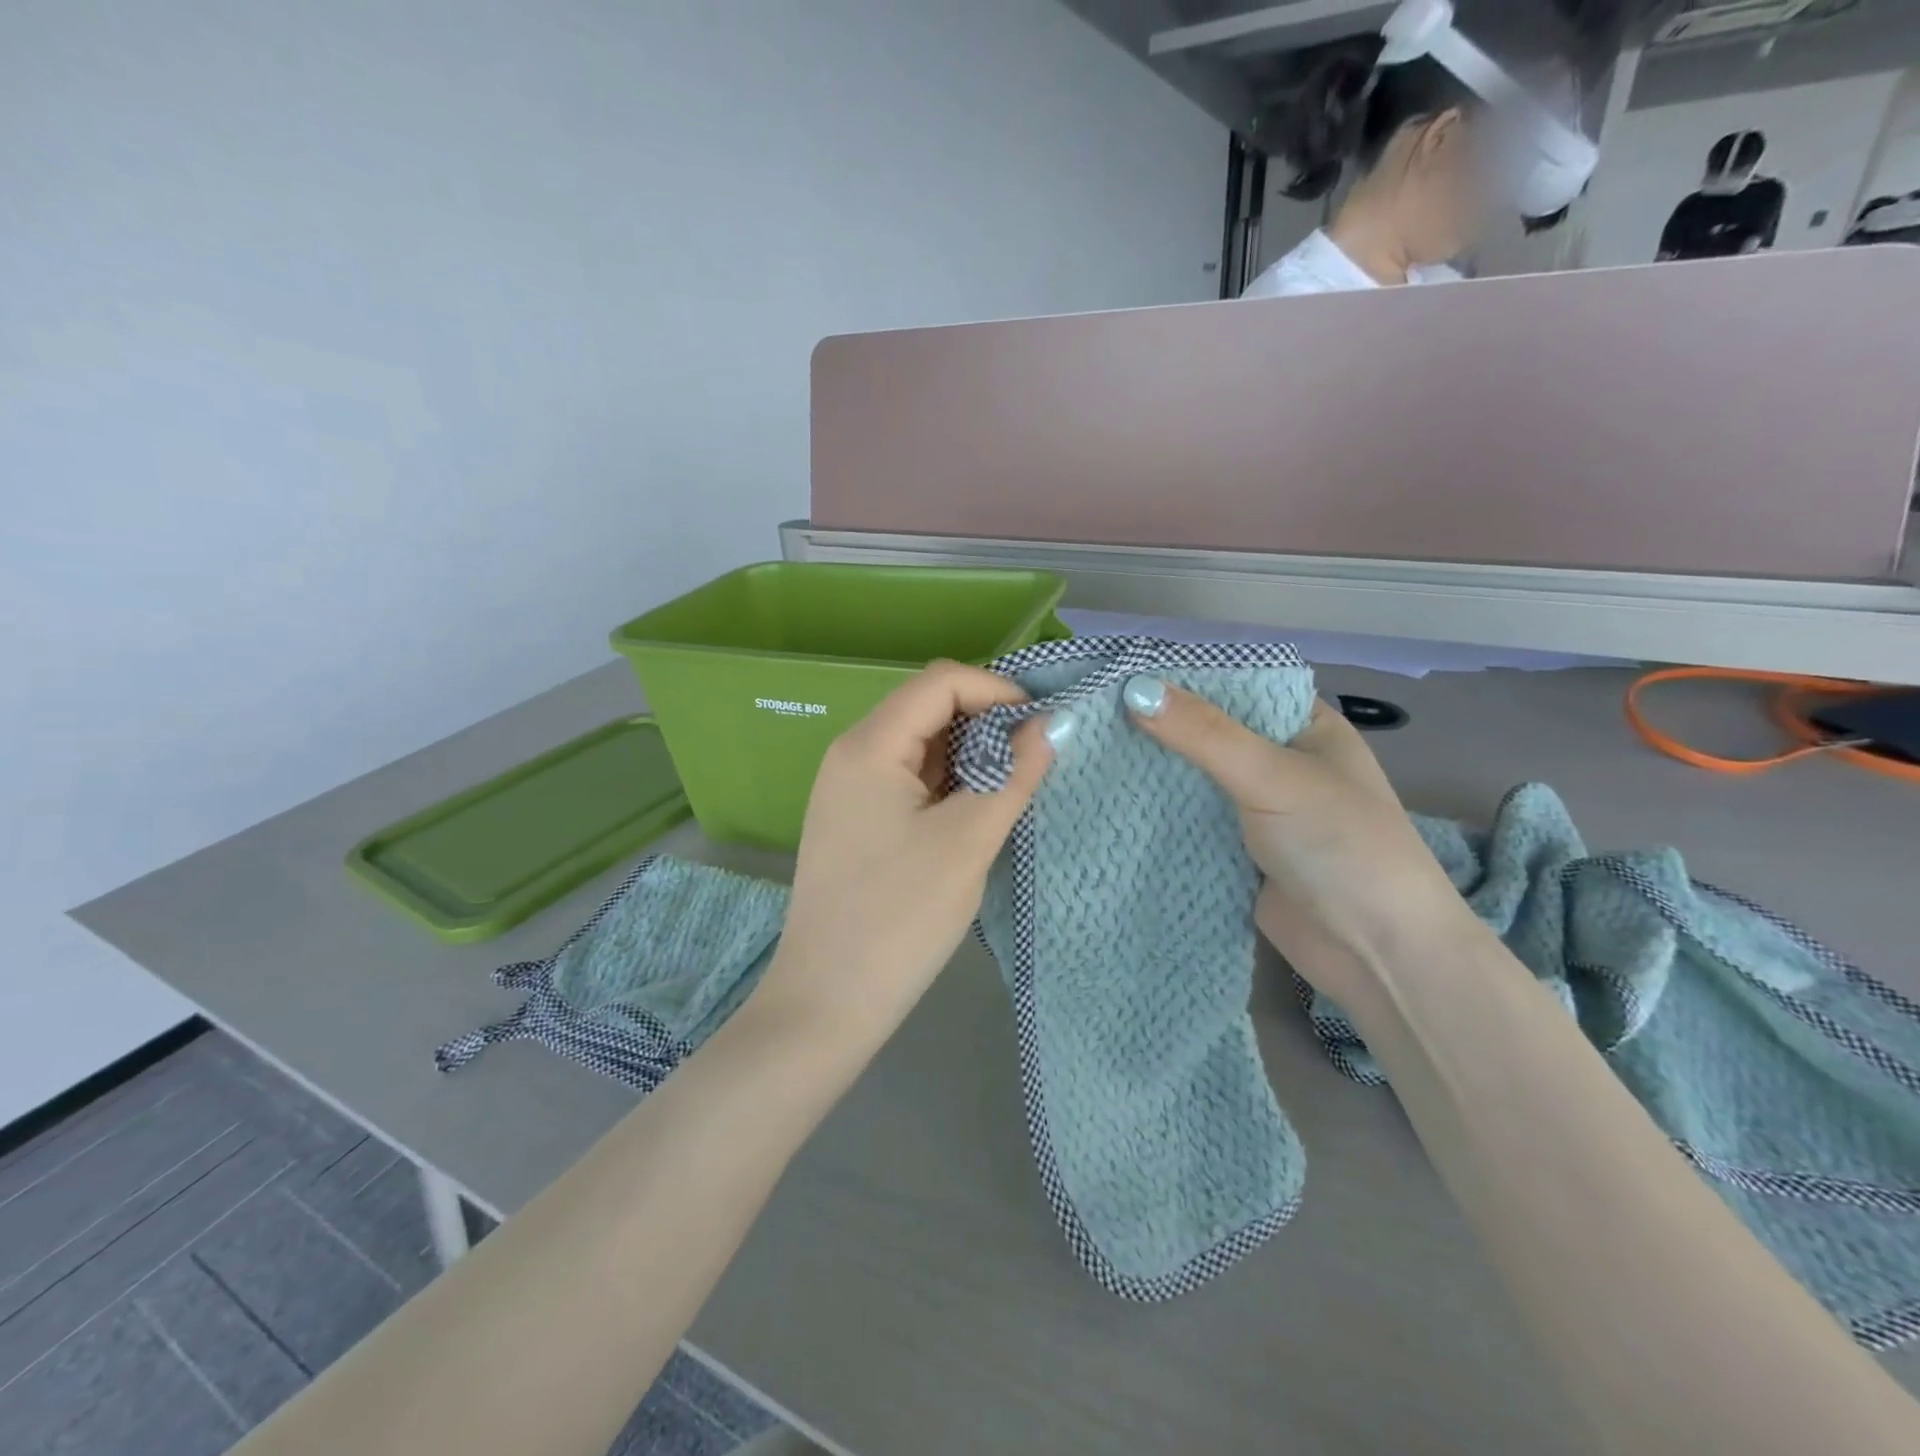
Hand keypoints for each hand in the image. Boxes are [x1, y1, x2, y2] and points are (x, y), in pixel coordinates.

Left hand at [761, 661, 1057, 1039]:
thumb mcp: (969, 841)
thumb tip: (1051, 725)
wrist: (827, 1001)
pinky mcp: (857, 819)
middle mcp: (852, 754)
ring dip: (971, 754)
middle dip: (987, 722)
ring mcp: (850, 788)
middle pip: (929, 707)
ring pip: (922, 745)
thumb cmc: (899, 917)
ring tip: (1014, 785)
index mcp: (869, 745)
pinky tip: (978, 809)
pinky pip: (909, 779)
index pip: (941, 682)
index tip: (1042, 727)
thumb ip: (1014, 775)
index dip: (997, 691)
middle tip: (1035, 758)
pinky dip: (949, 782)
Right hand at [1123, 679, 1478, 1005]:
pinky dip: (1157, 813)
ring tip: (1086, 749)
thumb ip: (1204, 733)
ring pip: (1194, 779)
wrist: (1375, 953)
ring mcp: (1257, 809)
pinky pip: (1189, 820)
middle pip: (1208, 733)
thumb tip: (1134, 690)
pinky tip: (1110, 799)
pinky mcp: (1236, 850)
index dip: (1182, 678)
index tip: (1121, 672)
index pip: (1235, 687)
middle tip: (1091, 713)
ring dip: (1153, 771)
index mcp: (1304, 727)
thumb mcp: (1272, 776)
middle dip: (1158, 727)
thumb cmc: (1340, 845)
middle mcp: (1279, 762)